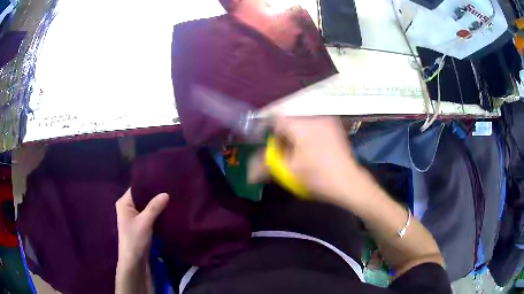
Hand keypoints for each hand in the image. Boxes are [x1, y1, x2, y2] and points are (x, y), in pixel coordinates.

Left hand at [115, 189, 168, 268]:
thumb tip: (166, 193)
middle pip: (142, 197)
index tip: (163, 180)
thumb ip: (154, 207)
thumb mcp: (145, 222)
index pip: (136, 188)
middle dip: (155, 195)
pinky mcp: (141, 225)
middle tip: (170, 188)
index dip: (148, 184)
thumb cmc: (135, 239)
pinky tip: (168, 210)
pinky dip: (157, 213)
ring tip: (171, 197)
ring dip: (157, 205)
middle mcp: (128, 207)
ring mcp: (134, 217)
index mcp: (124, 203)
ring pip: (147, 206)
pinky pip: (149, 215)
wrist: (134, 261)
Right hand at [273, 116, 359, 203]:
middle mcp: (313, 117)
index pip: (276, 118)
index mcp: (300, 125)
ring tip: (298, 153)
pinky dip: (307, 134)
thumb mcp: (288, 172)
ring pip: (301, 122)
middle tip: (284, 153)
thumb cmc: (317, 177)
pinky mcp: (334, 127)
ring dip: (295, 135)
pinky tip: (311, 150)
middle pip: (289, 120)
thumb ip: (267, 164)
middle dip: (283, 135)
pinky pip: (314, 125)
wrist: (348, 182)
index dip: (269, 131)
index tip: (270, 146)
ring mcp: (327, 120)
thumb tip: (252, 168)